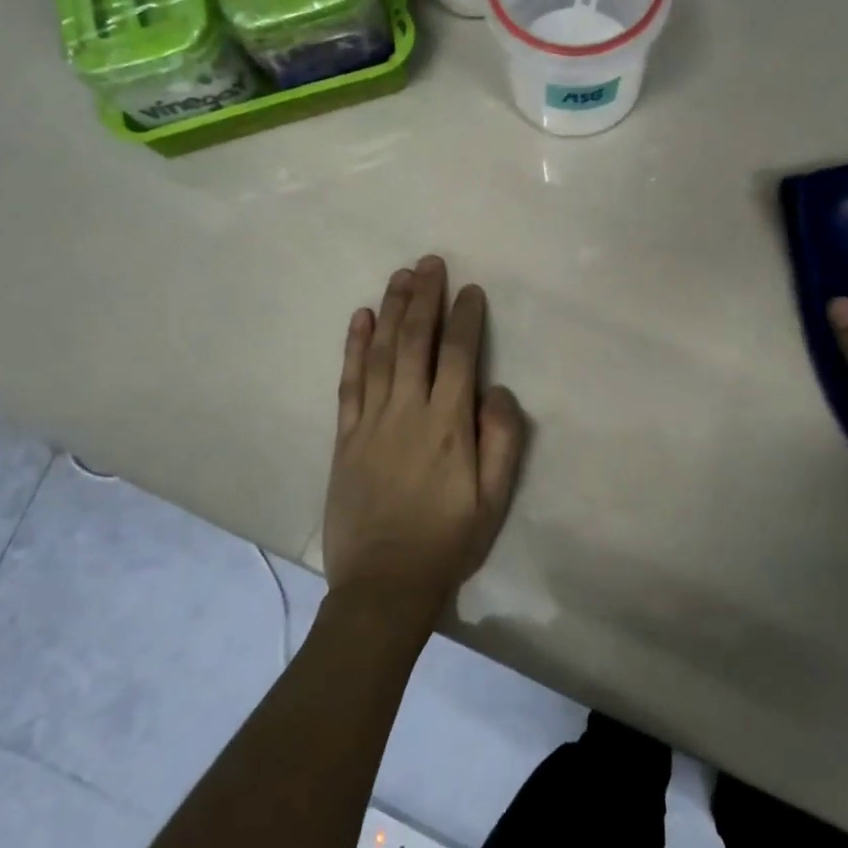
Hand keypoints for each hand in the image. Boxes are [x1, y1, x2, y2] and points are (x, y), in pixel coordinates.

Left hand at [323, 256, 525, 625]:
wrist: (383, 584)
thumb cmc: (447, 542)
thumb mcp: (494, 500)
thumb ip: (502, 441)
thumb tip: (498, 390)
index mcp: (448, 426)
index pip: (458, 357)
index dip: (464, 319)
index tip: (469, 290)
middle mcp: (407, 412)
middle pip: (415, 342)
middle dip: (424, 298)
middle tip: (430, 262)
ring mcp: (370, 421)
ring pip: (381, 352)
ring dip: (391, 310)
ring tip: (400, 276)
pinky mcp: (344, 436)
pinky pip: (349, 381)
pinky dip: (354, 347)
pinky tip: (360, 318)